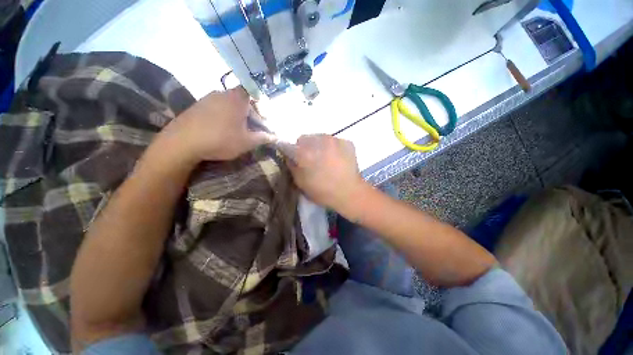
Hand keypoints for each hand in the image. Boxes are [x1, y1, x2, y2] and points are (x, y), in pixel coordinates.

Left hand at [160, 87, 274, 162]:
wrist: (182, 143)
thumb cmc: (221, 140)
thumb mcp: (247, 142)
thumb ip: (263, 138)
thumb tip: (275, 137)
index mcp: (237, 99)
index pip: (252, 92)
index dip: (259, 103)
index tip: (261, 118)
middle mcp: (222, 93)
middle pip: (240, 99)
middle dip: (248, 112)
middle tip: (251, 128)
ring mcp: (206, 98)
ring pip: (227, 104)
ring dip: (235, 115)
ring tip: (235, 131)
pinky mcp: (195, 106)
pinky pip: (215, 108)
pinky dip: (221, 116)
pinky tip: (219, 130)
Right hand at [282, 134, 365, 209]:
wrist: (350, 193)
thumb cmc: (323, 191)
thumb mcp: (301, 183)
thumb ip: (292, 167)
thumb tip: (290, 157)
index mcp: (305, 152)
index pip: (288, 145)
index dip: (289, 151)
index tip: (294, 158)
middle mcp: (319, 141)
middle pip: (305, 139)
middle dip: (305, 148)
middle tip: (312, 161)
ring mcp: (334, 140)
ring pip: (320, 138)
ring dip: (319, 147)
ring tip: (326, 160)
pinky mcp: (346, 142)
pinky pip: (333, 141)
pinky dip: (332, 148)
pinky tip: (337, 160)